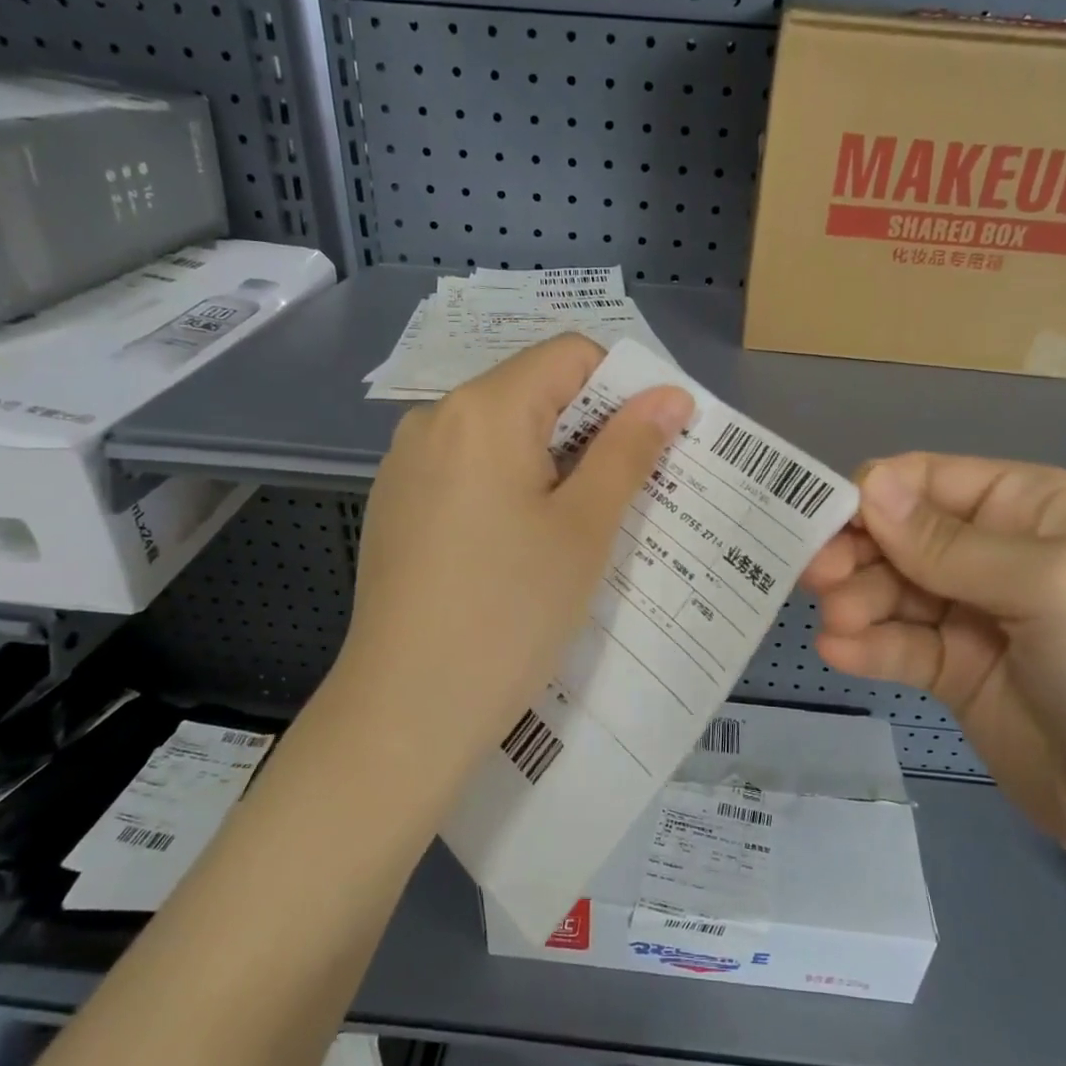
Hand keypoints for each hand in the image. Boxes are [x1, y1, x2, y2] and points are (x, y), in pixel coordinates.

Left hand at [333, 335, 692, 776]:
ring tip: (581, 526)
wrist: (406, 710)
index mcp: (483, 409)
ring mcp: (407, 464)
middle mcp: (435, 419)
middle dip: (591, 427)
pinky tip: (521, 546)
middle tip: (632, 490)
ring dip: (553, 460)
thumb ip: (628, 449)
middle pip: (533, 391)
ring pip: (501, 433)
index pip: (570, 355)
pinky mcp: (396, 505)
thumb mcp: (585, 528)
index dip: (623, 387)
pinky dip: (509, 485)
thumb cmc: (510, 612)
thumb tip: (670, 395)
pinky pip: (468, 470)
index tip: (654, 442)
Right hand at [803, 455, 1065, 874]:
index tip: (823, 525)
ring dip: (856, 602)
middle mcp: (994, 551)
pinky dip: (866, 646)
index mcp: (1026, 506)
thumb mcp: (1050, 584)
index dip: (872, 497)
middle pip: (898, 536)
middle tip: (818, 581)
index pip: (926, 481)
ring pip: (890, 590)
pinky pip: (898, 645)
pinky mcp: (955, 671)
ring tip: (838, 626)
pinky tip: (840, 653)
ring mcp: (972, 614)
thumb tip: (869, 484)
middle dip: (856, 554)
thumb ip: (949, 541)